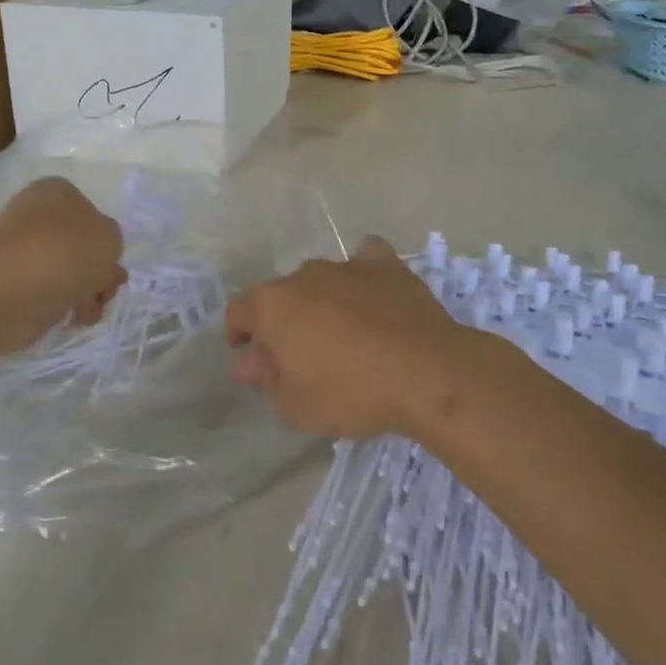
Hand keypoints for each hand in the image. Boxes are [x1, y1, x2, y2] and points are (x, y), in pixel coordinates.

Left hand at [0, 178, 125, 355]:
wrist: (5, 293)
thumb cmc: (62, 254)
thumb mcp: (109, 238)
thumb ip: (113, 241)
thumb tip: (96, 256)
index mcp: (57, 192)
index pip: (92, 212)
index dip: (107, 240)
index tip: (113, 262)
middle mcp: (36, 216)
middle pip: (81, 244)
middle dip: (100, 270)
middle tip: (107, 290)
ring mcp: (22, 251)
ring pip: (69, 270)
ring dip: (87, 290)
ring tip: (90, 309)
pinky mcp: (13, 284)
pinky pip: (51, 292)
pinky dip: (65, 304)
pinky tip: (73, 318)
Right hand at [226, 238, 471, 439]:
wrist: (427, 373)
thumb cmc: (351, 392)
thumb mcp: (294, 404)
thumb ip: (266, 378)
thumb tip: (249, 362)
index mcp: (273, 305)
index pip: (239, 311)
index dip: (238, 333)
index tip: (247, 354)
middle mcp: (305, 275)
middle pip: (281, 295)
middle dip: (282, 322)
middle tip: (298, 355)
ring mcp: (348, 266)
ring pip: (321, 281)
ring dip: (320, 303)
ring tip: (340, 333)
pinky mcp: (387, 266)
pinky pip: (366, 260)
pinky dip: (362, 275)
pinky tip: (370, 294)